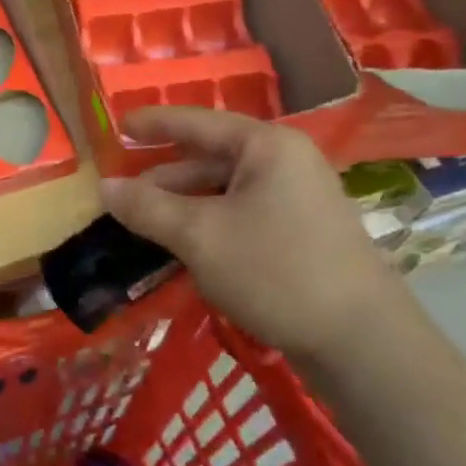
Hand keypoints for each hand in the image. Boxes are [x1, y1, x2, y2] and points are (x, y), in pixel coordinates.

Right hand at [98, 108, 409, 364]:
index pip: (197, 122)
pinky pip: (241, 213)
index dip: (153, 124)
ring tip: (143, 223)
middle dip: (163, 176)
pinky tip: (182, 244)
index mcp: (266, 146)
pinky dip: (207, 222)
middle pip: (209, 157)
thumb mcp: (199, 236)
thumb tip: (103, 186)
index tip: (117, 128)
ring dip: (182, 204)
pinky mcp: (301, 233)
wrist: (362, 343)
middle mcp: (286, 162)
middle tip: (120, 193)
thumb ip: (147, 207)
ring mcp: (298, 198)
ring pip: (224, 190)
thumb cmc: (275, 271)